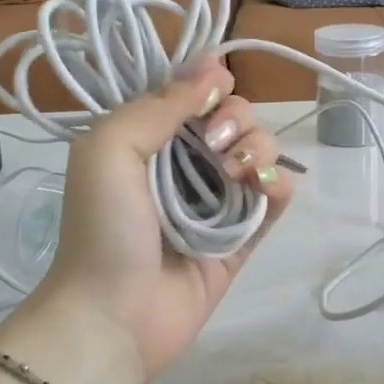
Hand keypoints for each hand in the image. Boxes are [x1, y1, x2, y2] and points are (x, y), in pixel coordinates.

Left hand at [33, 59, 294, 378]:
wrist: (113, 318)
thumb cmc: (102, 228)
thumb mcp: (109, 150)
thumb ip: (159, 104)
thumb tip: (213, 65)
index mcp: (150, 139)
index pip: (194, 94)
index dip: (210, 83)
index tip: (214, 88)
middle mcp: (186, 164)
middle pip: (236, 118)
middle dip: (237, 119)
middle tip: (216, 143)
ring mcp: (218, 201)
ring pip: (262, 152)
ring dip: (259, 150)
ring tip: (237, 175)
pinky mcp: (244, 236)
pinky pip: (277, 198)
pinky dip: (280, 186)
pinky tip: (266, 190)